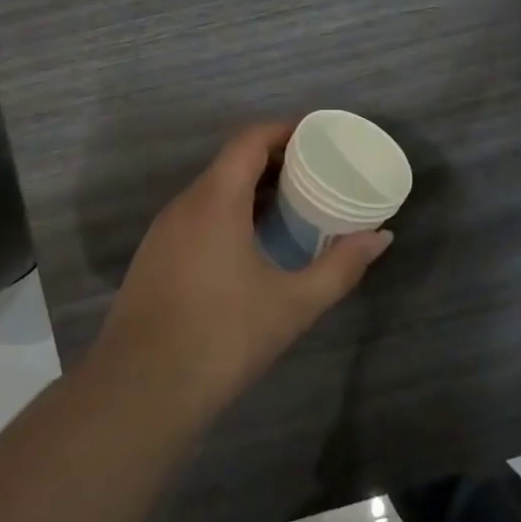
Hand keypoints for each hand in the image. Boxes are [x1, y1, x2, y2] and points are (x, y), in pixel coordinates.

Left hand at [95, 123, 391, 418]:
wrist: (139, 392)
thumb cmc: (222, 338)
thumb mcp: (292, 304)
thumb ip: (341, 266)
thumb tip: (381, 237)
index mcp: (215, 200)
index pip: (249, 139)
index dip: (285, 129)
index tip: (320, 137)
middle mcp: (185, 203)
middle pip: (231, 160)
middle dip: (275, 158)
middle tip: (317, 173)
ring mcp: (164, 231)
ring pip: (212, 189)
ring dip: (251, 187)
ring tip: (293, 205)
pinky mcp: (154, 256)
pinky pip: (198, 214)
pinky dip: (230, 211)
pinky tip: (253, 243)